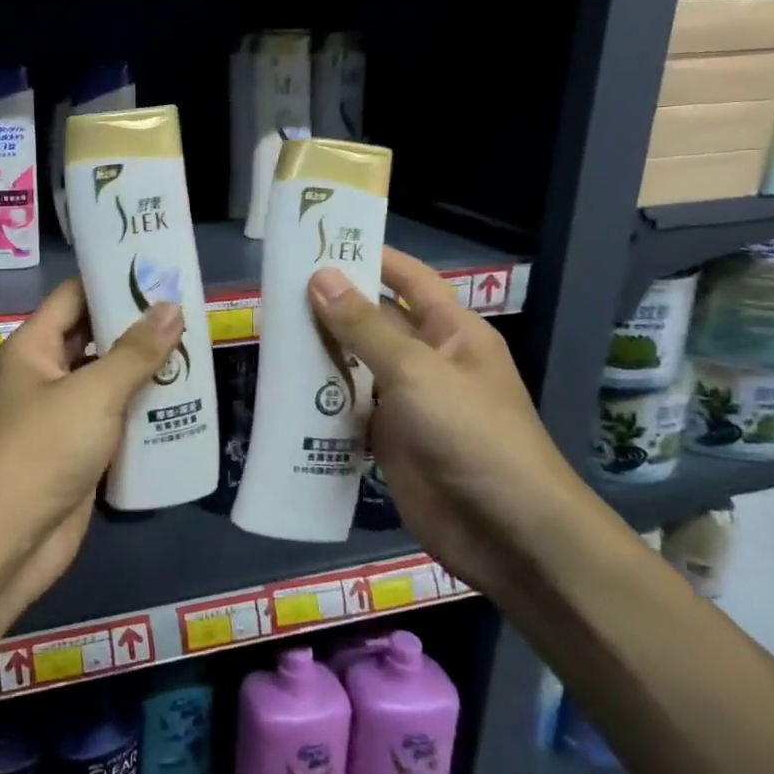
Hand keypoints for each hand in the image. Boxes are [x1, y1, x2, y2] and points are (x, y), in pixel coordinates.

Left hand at [0, 279, 183, 614]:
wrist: (7, 539)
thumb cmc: (44, 449)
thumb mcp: (94, 392)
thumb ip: (135, 351)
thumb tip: (171, 306)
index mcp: (32, 347)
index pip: (74, 296)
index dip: (113, 282)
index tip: (160, 272)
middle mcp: (42, 375)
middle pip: (93, 338)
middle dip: (137, 329)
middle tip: (190, 316)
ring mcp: (58, 416)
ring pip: (106, 382)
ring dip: (145, 373)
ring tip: (196, 355)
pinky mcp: (75, 452)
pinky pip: (112, 421)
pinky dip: (141, 414)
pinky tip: (182, 408)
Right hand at [309, 248, 590, 591]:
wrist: (505, 532)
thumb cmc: (471, 434)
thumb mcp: (415, 371)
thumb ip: (364, 325)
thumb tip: (320, 276)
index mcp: (451, 332)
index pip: (408, 279)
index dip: (371, 257)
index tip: (320, 241)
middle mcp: (428, 360)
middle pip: (374, 321)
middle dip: (332, 306)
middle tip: (275, 289)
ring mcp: (407, 402)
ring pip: (356, 366)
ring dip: (320, 352)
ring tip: (268, 333)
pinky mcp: (388, 440)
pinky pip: (349, 409)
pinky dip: (321, 399)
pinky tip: (283, 390)